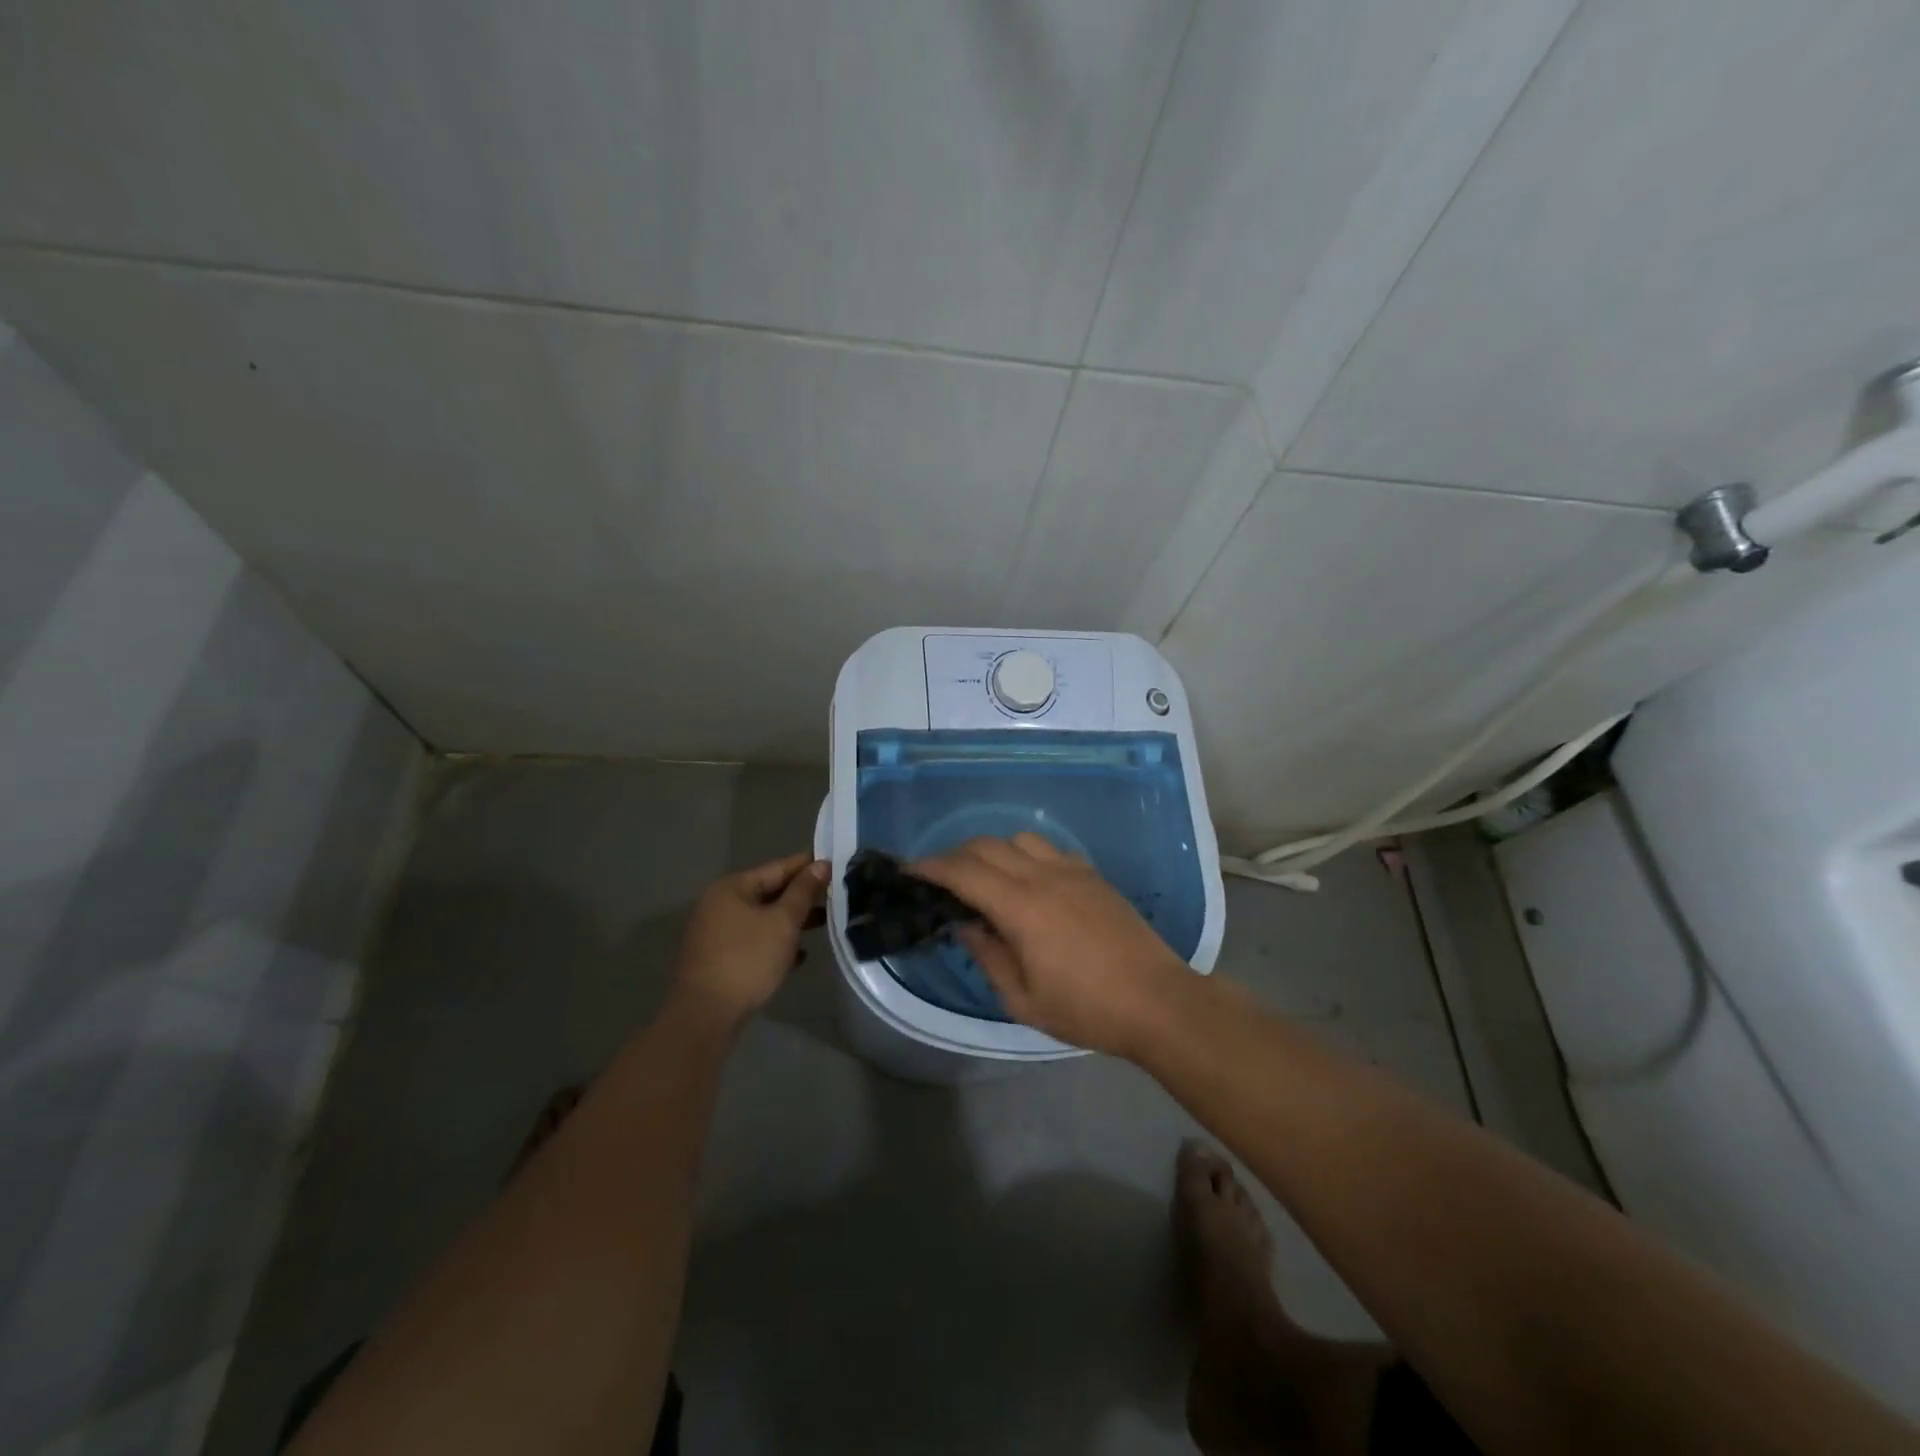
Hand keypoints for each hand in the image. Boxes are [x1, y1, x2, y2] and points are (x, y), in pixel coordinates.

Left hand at [672, 852, 828, 1026]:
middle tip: (835, 893)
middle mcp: (720, 904)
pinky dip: (776, 943)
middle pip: (769, 892)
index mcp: (732, 888)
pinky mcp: (720, 959)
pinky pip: (755, 941)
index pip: (777, 867)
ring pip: (763, 918)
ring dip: (791, 921)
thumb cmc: (747, 959)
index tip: (835, 862)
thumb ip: (803, 891)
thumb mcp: (782, 922)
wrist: (706, 1014)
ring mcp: (717, 933)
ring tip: (824, 922)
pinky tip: (800, 955)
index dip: (807, 865)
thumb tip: (821, 864)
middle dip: (801, 895)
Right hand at [913, 834, 1192, 1057]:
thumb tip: (965, 926)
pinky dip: (1026, 856)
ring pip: (1019, 839)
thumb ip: (988, 956)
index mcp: (1021, 907)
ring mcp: (1072, 871)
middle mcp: (1043, 876)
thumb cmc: (1087, 1009)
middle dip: (955, 856)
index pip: (963, 872)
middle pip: (987, 846)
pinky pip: (1049, 850)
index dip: (931, 867)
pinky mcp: (1093, 875)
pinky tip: (1029, 883)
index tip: (909, 871)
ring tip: (984, 879)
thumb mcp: (1024, 1000)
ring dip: (992, 851)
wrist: (1158, 1001)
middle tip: (939, 879)